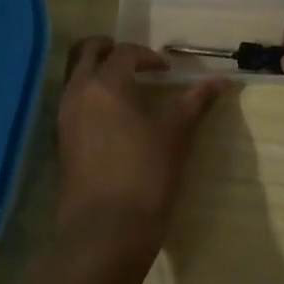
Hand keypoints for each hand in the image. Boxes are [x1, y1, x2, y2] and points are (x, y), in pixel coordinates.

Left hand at [54, 38, 228, 259]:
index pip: (124, 53)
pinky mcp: (61, 145)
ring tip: (127, 88)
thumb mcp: (176, 135)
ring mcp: (64, 121)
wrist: (105, 234)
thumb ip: (196, 102)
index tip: (167, 70)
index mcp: (106, 85)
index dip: (148, 56)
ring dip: (97, 73)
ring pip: (75, 78)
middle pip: (85, 53)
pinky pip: (72, 104)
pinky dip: (90, 98)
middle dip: (109, 49)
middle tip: (135, 60)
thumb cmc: (145, 176)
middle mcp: (78, 95)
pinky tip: (114, 119)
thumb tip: (222, 80)